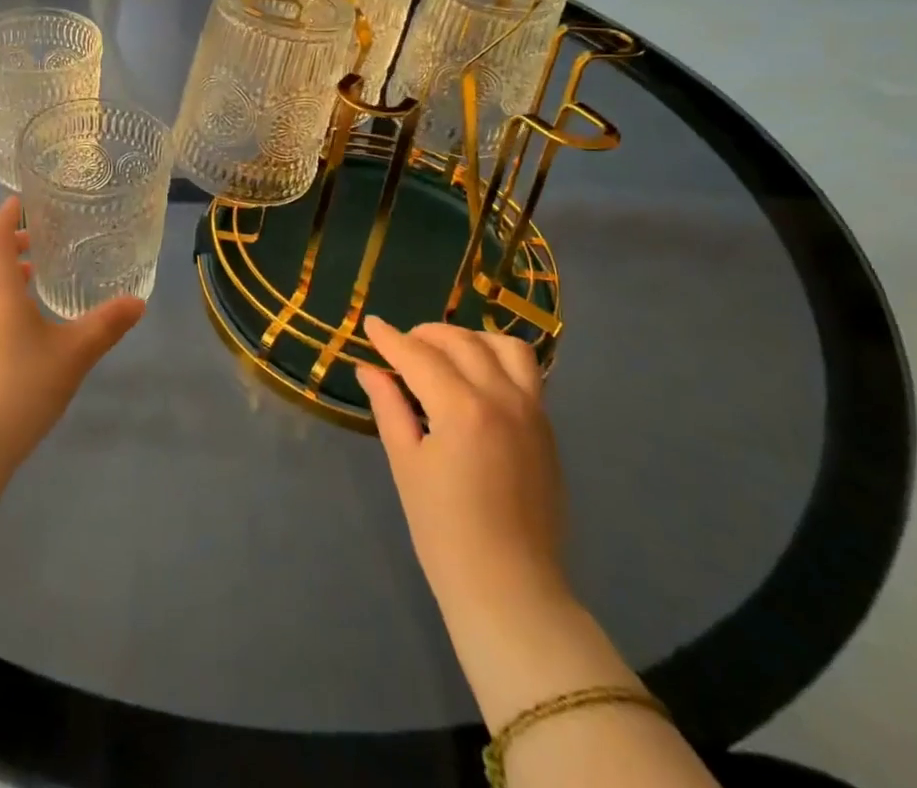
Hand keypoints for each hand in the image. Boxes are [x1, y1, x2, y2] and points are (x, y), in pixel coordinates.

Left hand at [0, 197, 144, 472]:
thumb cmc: (22, 385)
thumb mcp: (74, 353)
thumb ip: (106, 325)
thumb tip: (138, 301)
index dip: (5, 216)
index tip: (19, 201)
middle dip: (5, 242)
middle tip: (34, 236)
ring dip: (0, 270)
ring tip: (30, 273)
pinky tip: (19, 321)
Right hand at [356, 317, 568, 629]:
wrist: (511, 591)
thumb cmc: (444, 532)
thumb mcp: (406, 464)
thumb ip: (389, 407)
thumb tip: (369, 369)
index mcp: (462, 408)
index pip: (418, 356)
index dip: (390, 338)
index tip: (370, 324)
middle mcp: (502, 399)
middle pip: (461, 342)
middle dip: (426, 335)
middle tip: (401, 345)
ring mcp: (532, 413)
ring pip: (505, 347)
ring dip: (470, 339)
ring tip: (445, 353)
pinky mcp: (547, 430)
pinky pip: (526, 374)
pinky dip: (497, 360)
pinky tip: (475, 378)